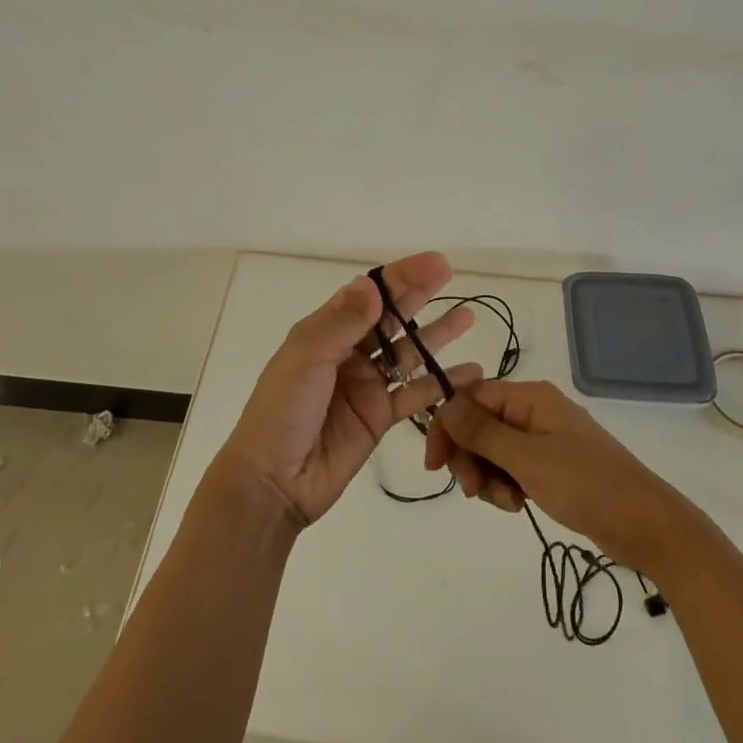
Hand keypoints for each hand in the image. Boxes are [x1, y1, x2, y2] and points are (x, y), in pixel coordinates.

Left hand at [218, 253, 481, 528]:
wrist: (273, 481)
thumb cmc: (282, 411)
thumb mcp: (307, 358)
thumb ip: (343, 324)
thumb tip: (373, 285)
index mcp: (325, 331)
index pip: (367, 294)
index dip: (399, 276)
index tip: (431, 262)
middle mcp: (348, 352)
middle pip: (391, 317)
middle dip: (419, 293)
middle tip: (449, 273)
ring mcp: (366, 385)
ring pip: (408, 352)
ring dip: (436, 334)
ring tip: (468, 317)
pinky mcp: (380, 416)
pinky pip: (416, 394)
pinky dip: (442, 383)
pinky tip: (469, 373)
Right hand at [425, 379, 702, 573]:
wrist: (646, 525)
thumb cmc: (585, 485)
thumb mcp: (527, 459)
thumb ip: (482, 432)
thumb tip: (444, 404)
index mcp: (530, 397)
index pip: (470, 397)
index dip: (447, 426)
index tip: (435, 465)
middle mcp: (534, 410)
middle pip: (479, 424)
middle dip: (469, 458)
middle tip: (474, 492)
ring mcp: (544, 438)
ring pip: (493, 450)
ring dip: (488, 477)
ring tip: (508, 503)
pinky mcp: (552, 464)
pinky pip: (512, 467)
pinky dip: (507, 486)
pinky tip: (520, 505)